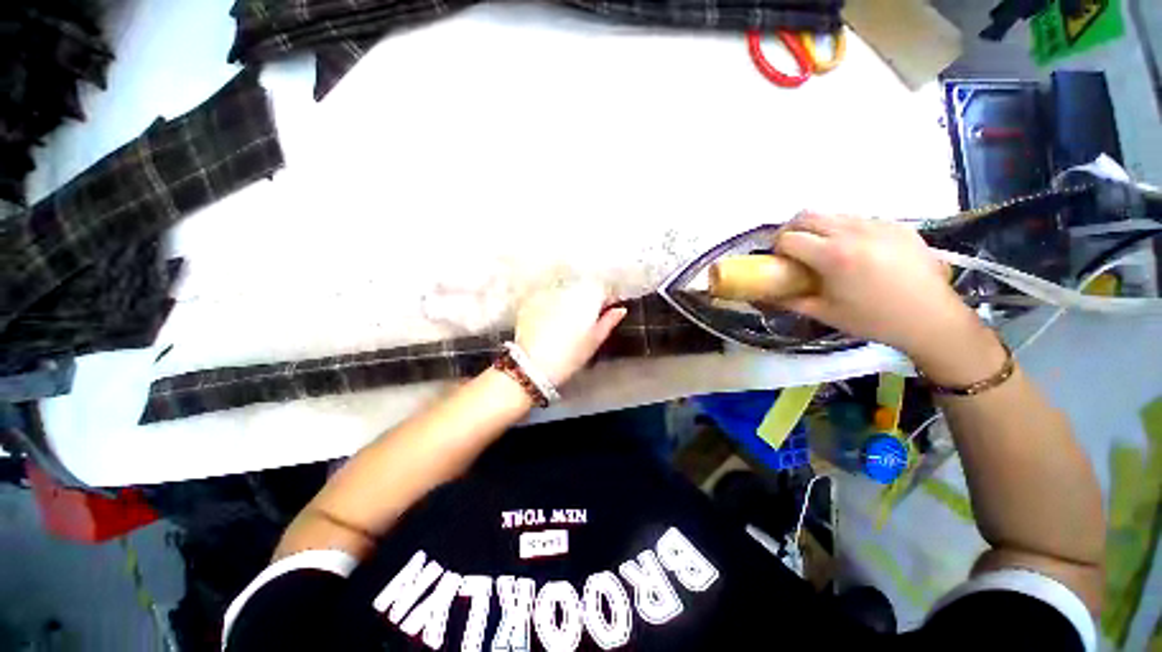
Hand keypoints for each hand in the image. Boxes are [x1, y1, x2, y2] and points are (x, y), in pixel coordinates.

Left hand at [515, 279, 626, 386]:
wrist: (533, 365)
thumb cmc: (569, 356)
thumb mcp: (594, 341)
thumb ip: (608, 321)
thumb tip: (620, 309)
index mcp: (587, 298)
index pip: (603, 289)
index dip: (607, 299)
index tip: (609, 309)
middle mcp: (567, 289)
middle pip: (583, 287)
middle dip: (587, 298)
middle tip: (588, 317)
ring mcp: (547, 293)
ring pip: (565, 290)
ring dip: (569, 300)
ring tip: (567, 320)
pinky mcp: (531, 300)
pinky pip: (547, 297)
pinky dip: (552, 304)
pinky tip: (549, 320)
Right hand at [773, 213, 982, 361]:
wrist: (931, 318)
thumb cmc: (873, 320)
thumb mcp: (824, 313)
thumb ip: (790, 300)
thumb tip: (765, 294)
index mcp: (834, 256)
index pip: (789, 238)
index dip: (777, 248)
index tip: (778, 260)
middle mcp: (853, 232)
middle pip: (807, 215)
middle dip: (791, 230)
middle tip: (791, 249)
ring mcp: (877, 224)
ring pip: (832, 214)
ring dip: (817, 228)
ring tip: (822, 250)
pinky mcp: (896, 225)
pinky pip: (857, 218)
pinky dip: (843, 229)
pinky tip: (852, 250)